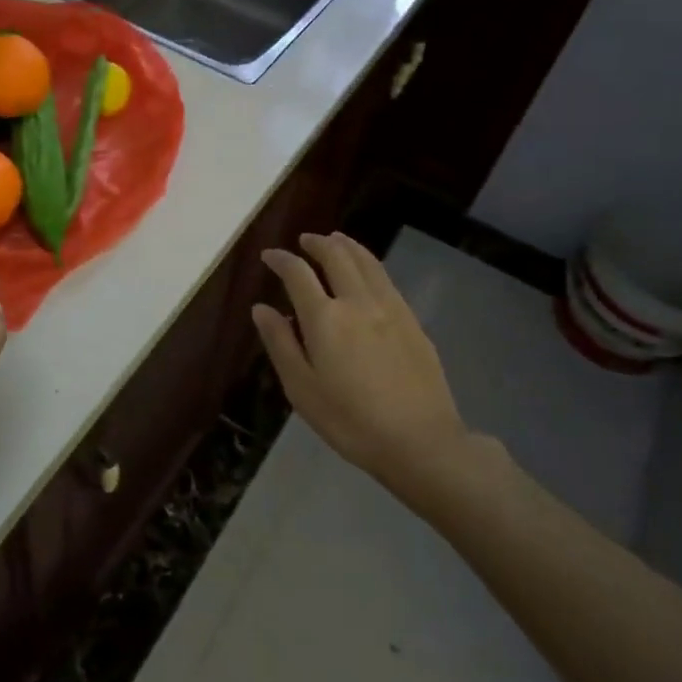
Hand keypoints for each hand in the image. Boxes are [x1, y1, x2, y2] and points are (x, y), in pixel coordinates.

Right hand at [252, 234, 500, 490]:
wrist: (420, 440)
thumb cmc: (350, 421)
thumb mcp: (302, 389)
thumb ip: (280, 344)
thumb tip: (261, 308)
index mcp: (325, 318)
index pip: (297, 274)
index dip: (281, 260)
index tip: (269, 256)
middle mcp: (357, 301)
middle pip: (336, 256)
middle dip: (316, 243)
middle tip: (303, 241)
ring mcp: (390, 307)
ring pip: (366, 261)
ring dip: (346, 245)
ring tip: (334, 240)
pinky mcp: (412, 320)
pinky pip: (385, 278)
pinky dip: (368, 263)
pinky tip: (366, 272)